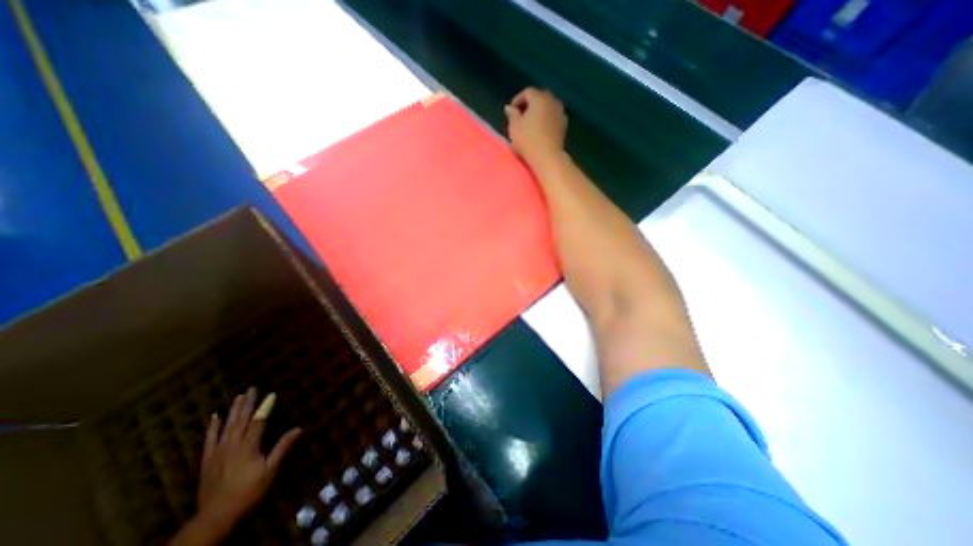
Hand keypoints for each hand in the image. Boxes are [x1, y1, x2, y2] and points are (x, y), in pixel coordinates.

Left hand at [197, 391, 300, 534]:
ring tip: (239, 396)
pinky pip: (209, 439)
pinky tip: (215, 417)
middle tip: (252, 388)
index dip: (265, 407)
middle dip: (248, 403)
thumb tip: (299, 428)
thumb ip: (282, 448)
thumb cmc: (248, 492)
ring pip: (226, 426)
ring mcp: (218, 452)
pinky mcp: (208, 460)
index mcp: (248, 446)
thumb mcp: (270, 470)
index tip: (272, 394)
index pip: (258, 421)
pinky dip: (212, 427)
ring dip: (233, 410)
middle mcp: (232, 445)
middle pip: (241, 420)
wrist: (215, 517)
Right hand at [506, 87, 567, 165]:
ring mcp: (560, 114)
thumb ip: (512, 114)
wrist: (547, 157)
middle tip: (521, 117)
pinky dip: (546, 121)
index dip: (517, 100)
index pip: (527, 92)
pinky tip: (540, 131)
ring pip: (548, 108)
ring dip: (539, 113)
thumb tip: (510, 108)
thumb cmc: (528, 140)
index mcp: (539, 98)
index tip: (511, 112)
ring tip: (530, 125)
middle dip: (530, 105)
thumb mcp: (514, 126)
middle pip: (540, 98)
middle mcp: (552, 101)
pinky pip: (553, 118)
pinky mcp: (564, 127)